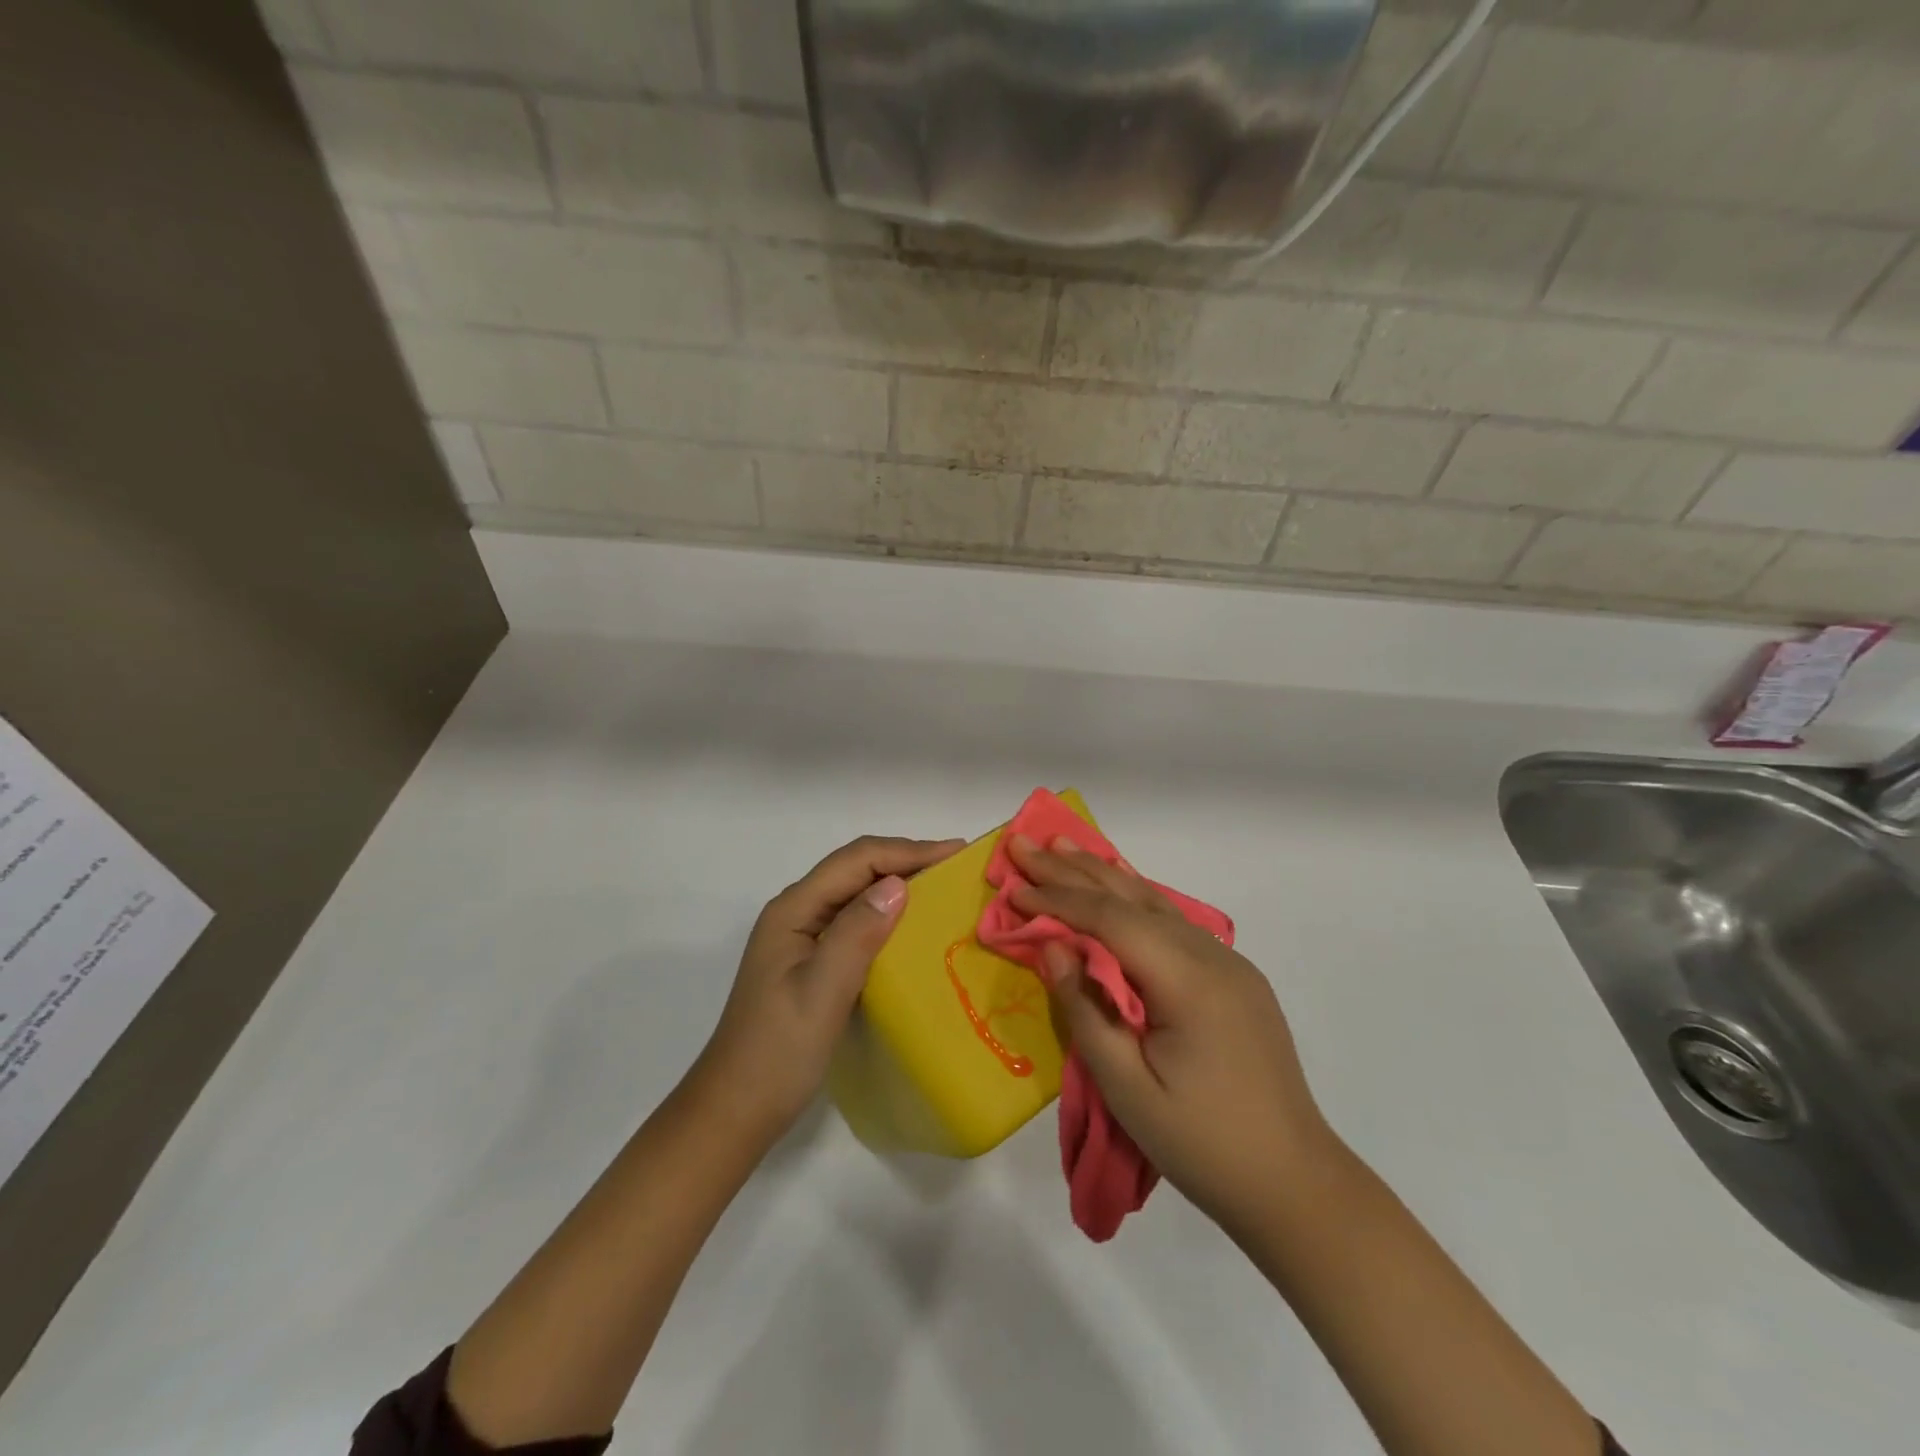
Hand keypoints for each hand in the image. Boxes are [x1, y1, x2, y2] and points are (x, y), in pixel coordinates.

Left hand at [697, 834, 964, 1143]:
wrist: (735, 1110)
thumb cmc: (778, 1052)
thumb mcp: (822, 992)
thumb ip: (857, 933)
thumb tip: (898, 883)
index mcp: (794, 910)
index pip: (856, 860)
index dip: (907, 850)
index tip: (956, 853)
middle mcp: (796, 913)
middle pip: (855, 868)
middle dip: (906, 860)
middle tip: (957, 867)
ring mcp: (802, 937)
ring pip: (856, 892)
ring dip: (898, 883)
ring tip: (943, 888)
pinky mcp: (811, 961)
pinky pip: (855, 921)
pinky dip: (887, 914)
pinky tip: (911, 928)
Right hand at [1007, 835, 1335, 1233]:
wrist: (1294, 1184)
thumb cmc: (1202, 1144)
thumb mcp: (1128, 1088)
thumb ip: (1085, 1010)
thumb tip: (1052, 947)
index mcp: (1188, 980)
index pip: (1110, 921)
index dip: (1058, 900)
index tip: (1013, 886)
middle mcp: (1212, 956)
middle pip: (1131, 899)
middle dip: (1073, 870)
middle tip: (1026, 843)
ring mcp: (1229, 963)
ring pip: (1156, 903)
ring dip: (1104, 875)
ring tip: (1064, 846)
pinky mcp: (1234, 978)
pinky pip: (1174, 923)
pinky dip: (1135, 899)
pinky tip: (1118, 887)